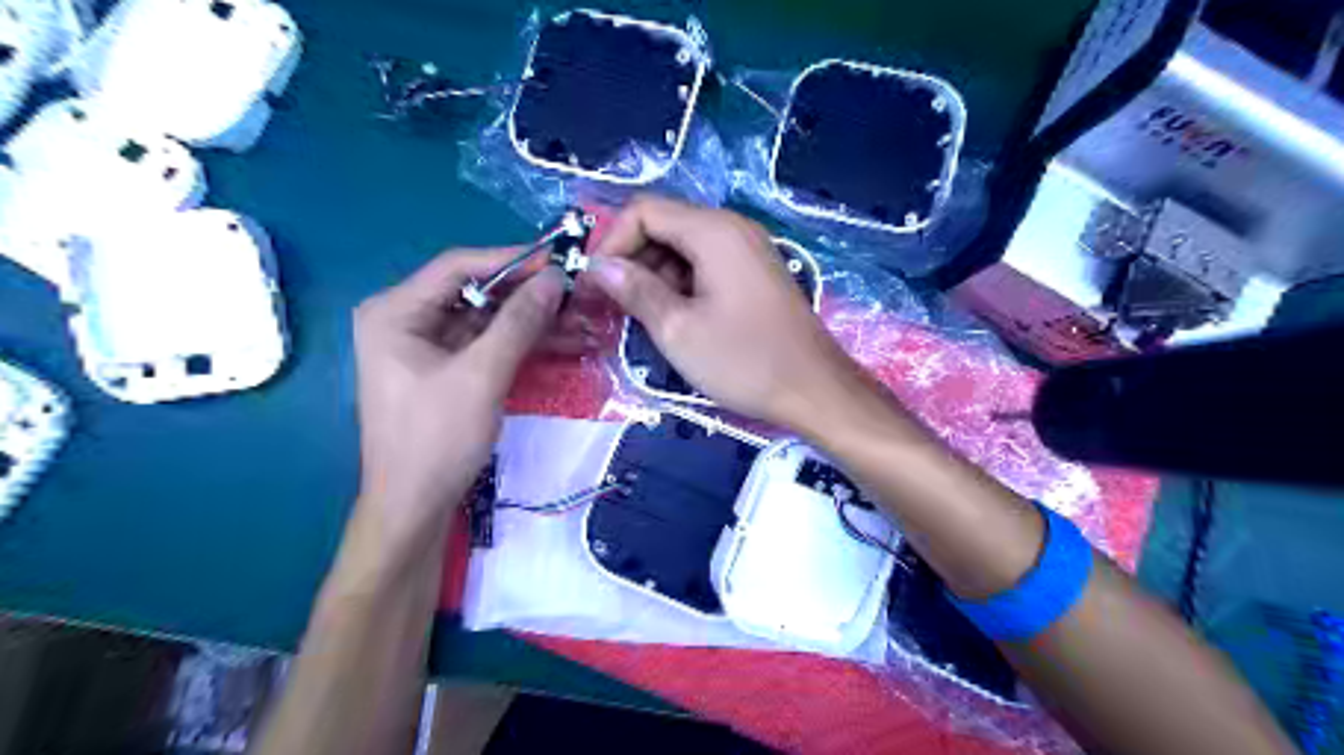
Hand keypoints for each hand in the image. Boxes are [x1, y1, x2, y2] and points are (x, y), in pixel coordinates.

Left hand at [349, 247, 561, 543]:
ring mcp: (428, 345)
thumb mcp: (481, 376)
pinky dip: (524, 343)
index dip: (513, 260)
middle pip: (477, 291)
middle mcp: (408, 319)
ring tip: (582, 319)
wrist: (415, 507)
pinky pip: (490, 344)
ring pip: (489, 319)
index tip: (562, 261)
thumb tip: (555, 278)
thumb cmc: (437, 439)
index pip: (460, 267)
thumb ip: (518, 322)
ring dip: (534, 320)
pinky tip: (564, 341)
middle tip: (578, 292)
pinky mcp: (448, 369)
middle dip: (529, 294)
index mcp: (396, 311)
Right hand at [590, 195, 872, 433]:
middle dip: (631, 260)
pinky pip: (705, 265)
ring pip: (682, 248)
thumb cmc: (744, 360)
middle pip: (663, 225)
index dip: (612, 243)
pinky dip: (680, 285)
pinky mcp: (754, 274)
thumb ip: (634, 290)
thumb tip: (599, 266)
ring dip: (653, 276)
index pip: (643, 210)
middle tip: (612, 305)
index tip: (596, 285)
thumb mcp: (678, 329)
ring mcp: (747, 251)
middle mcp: (732, 229)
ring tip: (641, 319)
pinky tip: (673, 320)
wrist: (814, 390)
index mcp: (713, 231)